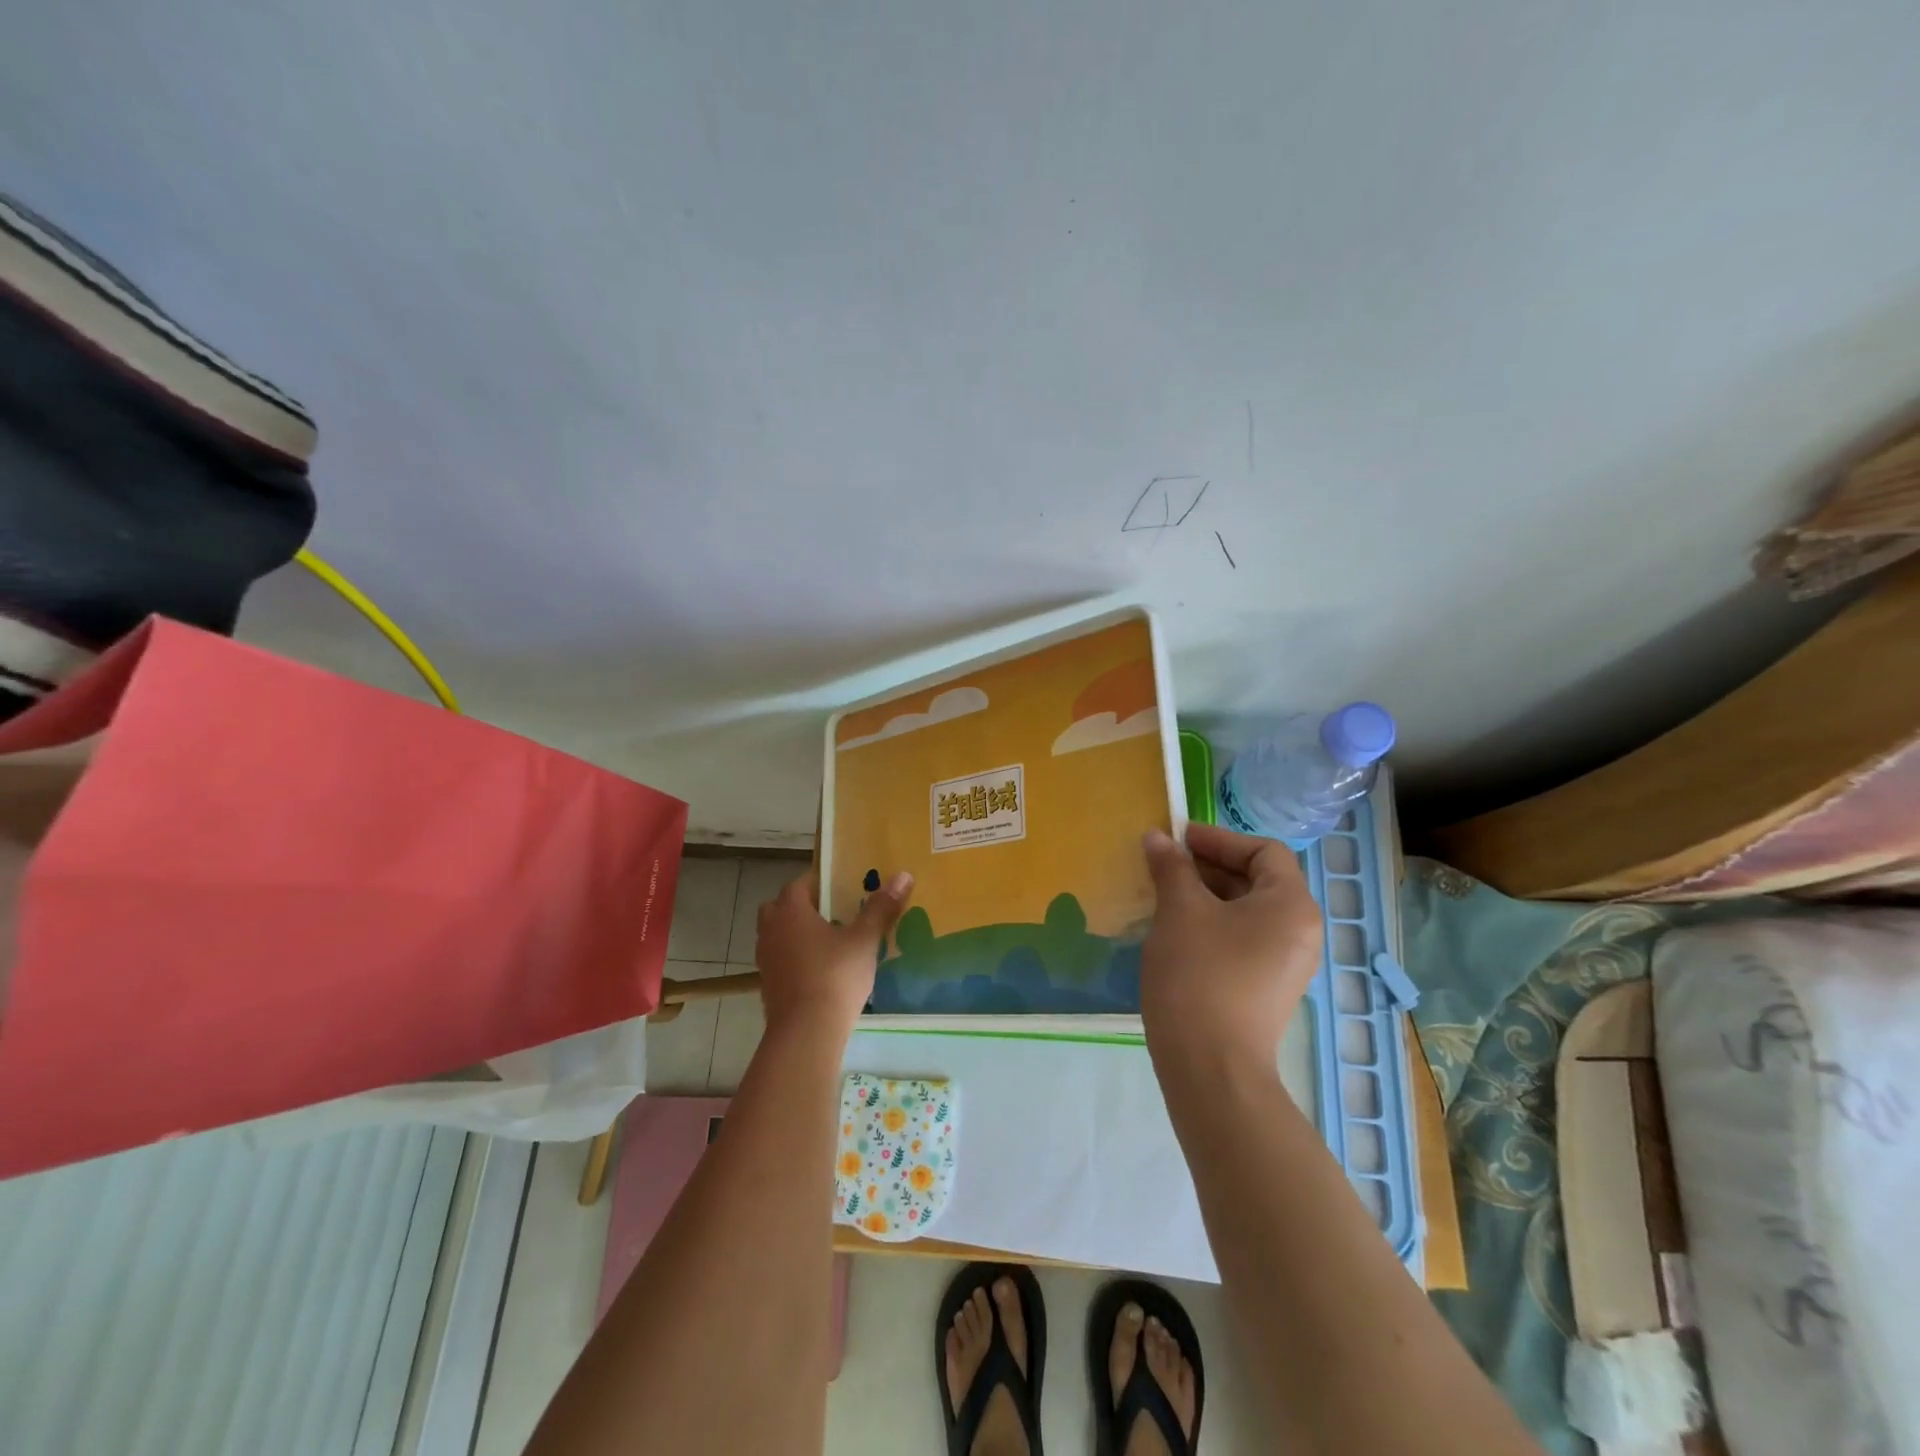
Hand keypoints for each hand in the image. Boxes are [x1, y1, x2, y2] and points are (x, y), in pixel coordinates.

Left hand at [755, 869, 913, 1038]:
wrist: (806, 1031)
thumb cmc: (835, 975)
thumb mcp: (864, 940)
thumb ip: (881, 908)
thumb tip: (903, 876)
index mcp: (790, 911)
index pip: (799, 884)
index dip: (819, 883)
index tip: (841, 888)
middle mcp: (771, 929)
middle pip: (781, 908)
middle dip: (802, 907)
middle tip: (831, 913)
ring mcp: (766, 959)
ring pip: (777, 934)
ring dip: (796, 933)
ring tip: (828, 942)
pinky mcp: (767, 985)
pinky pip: (780, 960)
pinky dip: (794, 958)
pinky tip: (819, 970)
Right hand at [1140, 823, 1322, 1075]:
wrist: (1211, 1068)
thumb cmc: (1199, 975)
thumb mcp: (1180, 911)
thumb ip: (1171, 867)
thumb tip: (1157, 837)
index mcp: (1291, 905)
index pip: (1263, 851)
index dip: (1219, 839)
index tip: (1177, 838)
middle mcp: (1300, 931)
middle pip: (1257, 879)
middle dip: (1209, 866)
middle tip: (1165, 864)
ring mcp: (1286, 964)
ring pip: (1247, 912)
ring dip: (1206, 895)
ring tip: (1164, 894)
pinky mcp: (1267, 988)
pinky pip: (1243, 939)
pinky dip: (1213, 924)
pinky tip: (1176, 930)